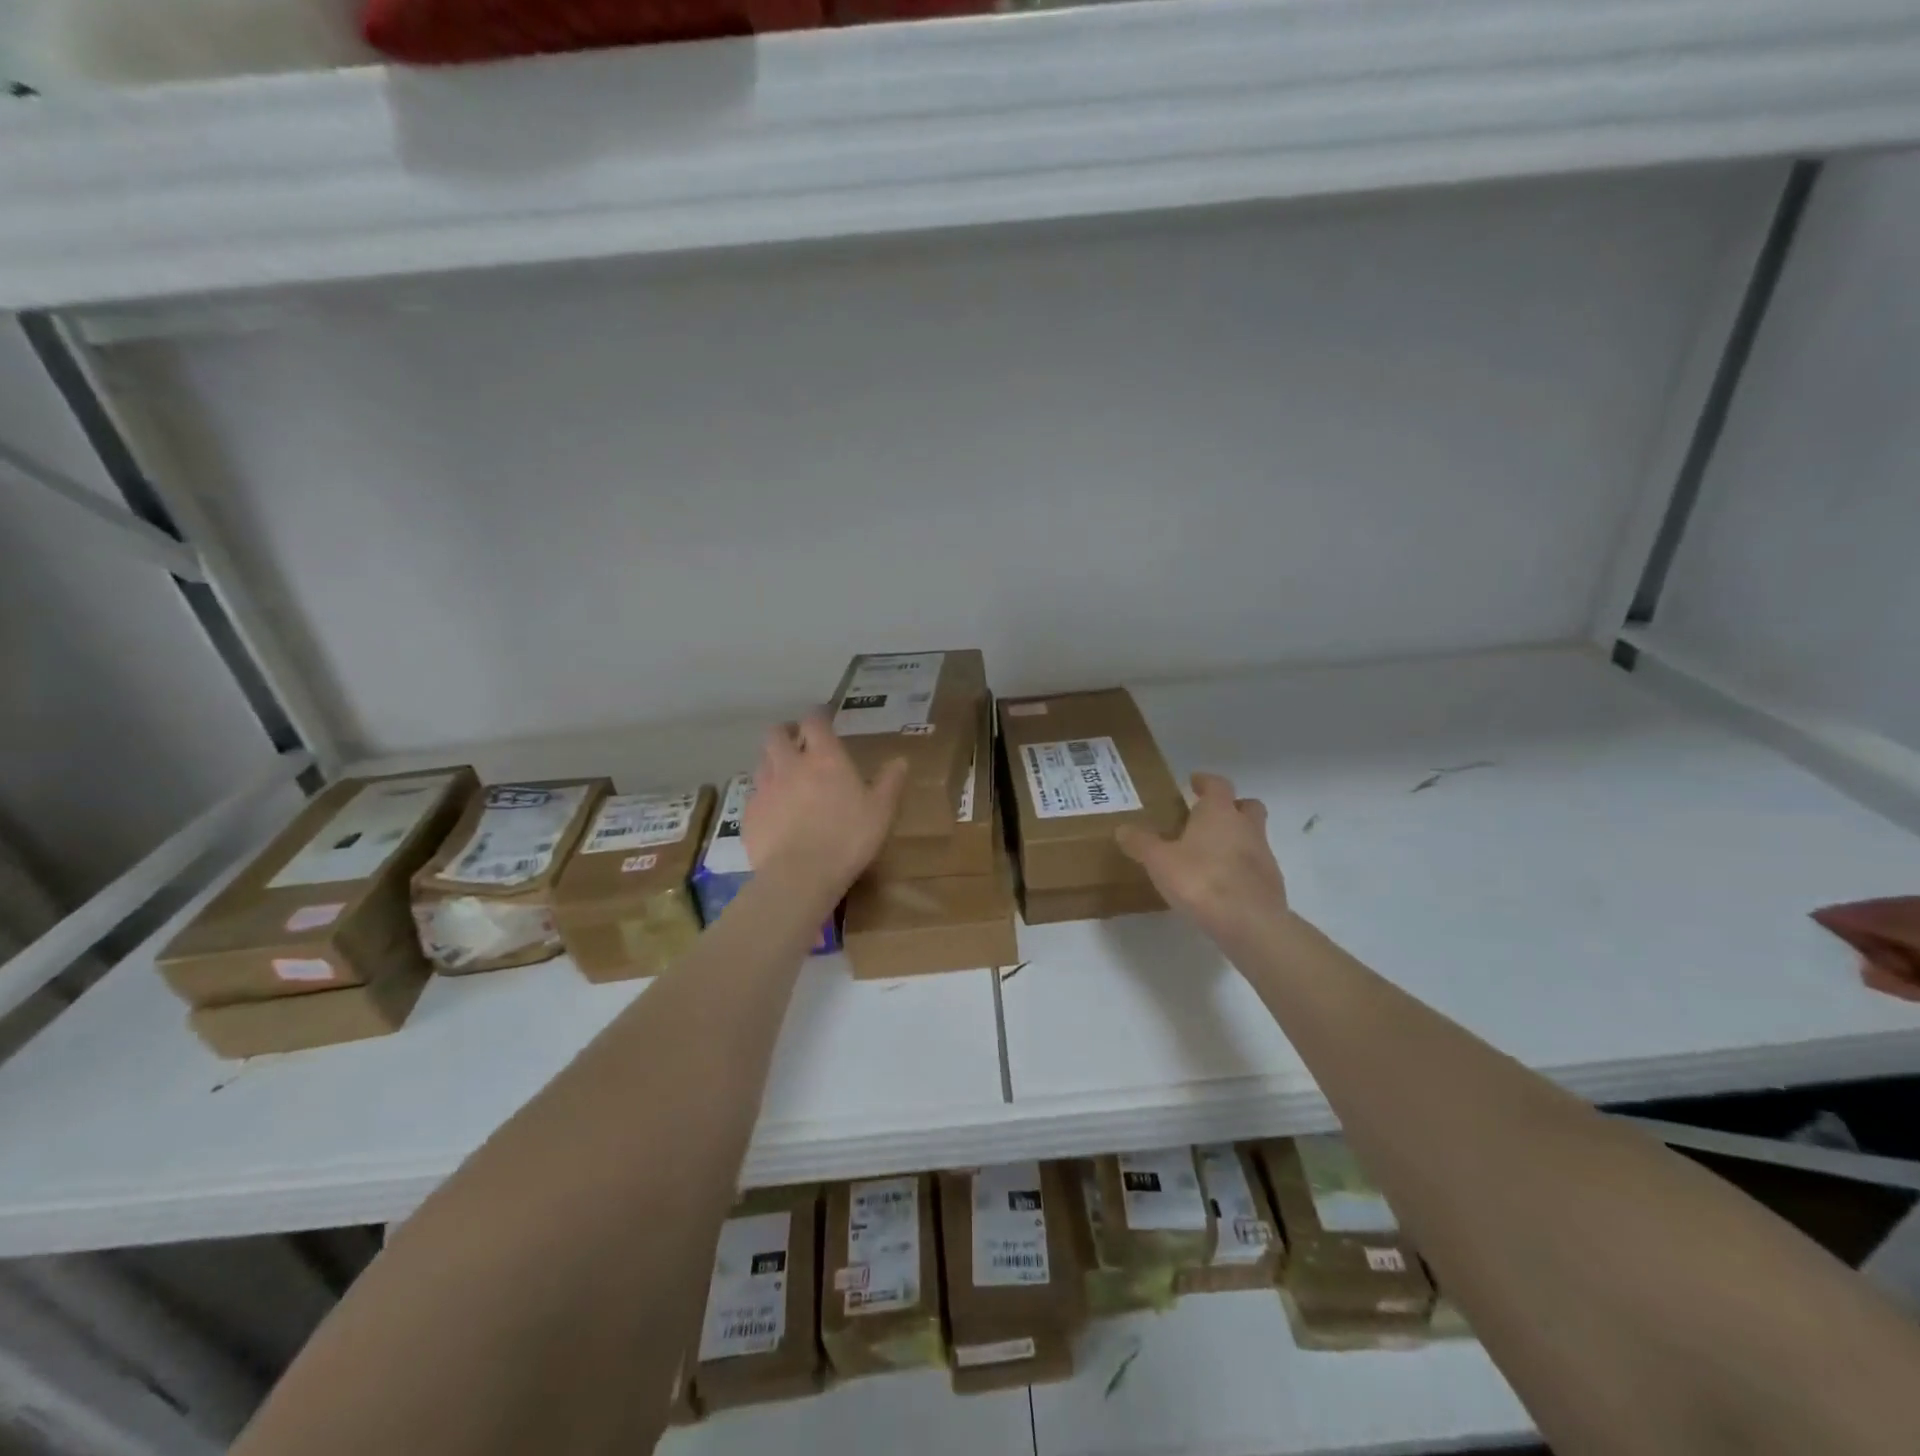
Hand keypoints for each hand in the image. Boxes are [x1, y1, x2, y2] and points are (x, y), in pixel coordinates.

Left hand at [744, 712, 908, 903]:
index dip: (818, 715)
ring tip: (785, 776)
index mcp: (824, 758)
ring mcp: (765, 789)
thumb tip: (900, 761)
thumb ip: (889, 783)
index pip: (815, 721)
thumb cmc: (847, 838)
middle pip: (776, 734)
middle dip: (786, 733)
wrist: (799, 876)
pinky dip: (764, 796)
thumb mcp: (881, 811)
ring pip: (762, 762)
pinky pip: (754, 796)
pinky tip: (775, 813)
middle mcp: (789, 765)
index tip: (823, 718)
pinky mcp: (749, 815)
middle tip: (797, 742)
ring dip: (773, 762)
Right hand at [1117, 772, 1288, 946]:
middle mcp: (1246, 827)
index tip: (1194, 782)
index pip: (1218, 784)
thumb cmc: (1201, 880)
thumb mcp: (1159, 861)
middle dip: (1231, 806)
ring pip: (1253, 836)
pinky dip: (1241, 867)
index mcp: (1219, 813)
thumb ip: (1140, 843)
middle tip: (1208, 816)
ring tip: (1210, 855)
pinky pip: (1255, 865)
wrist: (1249, 923)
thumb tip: (1122, 829)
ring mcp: (1264, 855)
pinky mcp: (1271, 883)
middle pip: (1247, 805)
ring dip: (1237, 838)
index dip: (1206, 781)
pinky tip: (1222, 884)